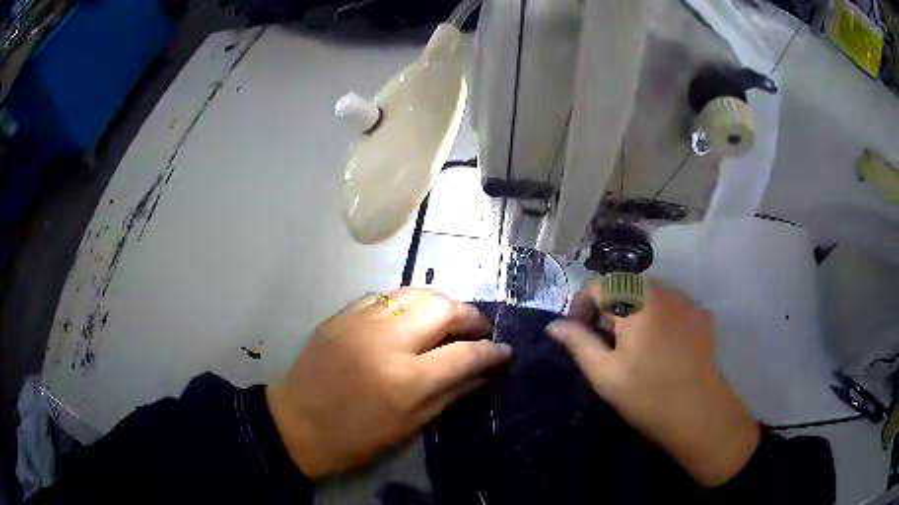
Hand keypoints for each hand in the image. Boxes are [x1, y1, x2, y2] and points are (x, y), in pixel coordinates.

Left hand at [266, 288, 510, 479]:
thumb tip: (482, 374)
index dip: (491, 351)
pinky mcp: (341, 316)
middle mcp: (386, 342)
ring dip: (440, 303)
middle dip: (469, 315)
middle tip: (478, 329)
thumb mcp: (409, 426)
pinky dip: (406, 303)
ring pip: (414, 292)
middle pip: (442, 308)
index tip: (503, 350)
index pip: (464, 354)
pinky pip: (384, 296)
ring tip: (448, 319)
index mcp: (406, 380)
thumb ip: (449, 395)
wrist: (296, 424)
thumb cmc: (355, 438)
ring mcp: (360, 323)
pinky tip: (410, 317)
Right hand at [546, 279, 759, 486]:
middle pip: (623, 287)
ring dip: (632, 313)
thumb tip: (554, 325)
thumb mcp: (604, 373)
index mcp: (636, 301)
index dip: (581, 307)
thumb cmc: (647, 395)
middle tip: (606, 347)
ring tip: (634, 348)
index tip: (579, 335)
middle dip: (608, 311)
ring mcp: (685, 300)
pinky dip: (656, 318)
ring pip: (647, 295)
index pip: (597, 286)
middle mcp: (662, 290)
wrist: (699, 413)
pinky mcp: (700, 313)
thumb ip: (578, 343)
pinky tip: (660, 348)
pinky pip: (669, 305)